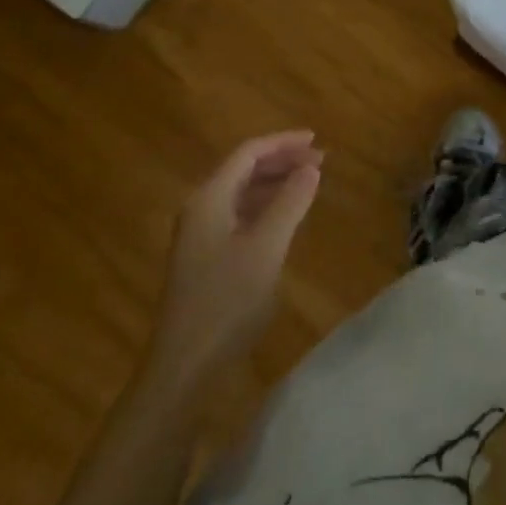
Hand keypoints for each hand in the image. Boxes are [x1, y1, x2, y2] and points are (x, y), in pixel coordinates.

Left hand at [147, 131, 321, 395]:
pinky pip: (240, 216)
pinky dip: (266, 207)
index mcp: (209, 199)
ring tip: (310, 182)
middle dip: (282, 161)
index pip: (248, 153)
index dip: (283, 143)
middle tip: (321, 161)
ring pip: (242, 194)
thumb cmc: (226, 301)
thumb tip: (311, 168)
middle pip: (243, 170)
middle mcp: (201, 209)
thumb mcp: (266, 248)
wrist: (184, 364)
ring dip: (275, 184)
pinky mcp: (207, 258)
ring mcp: (201, 235)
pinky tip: (286, 217)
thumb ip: (289, 203)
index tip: (317, 140)